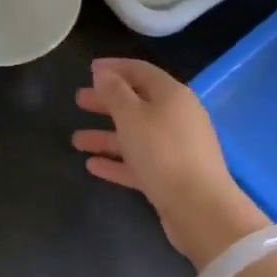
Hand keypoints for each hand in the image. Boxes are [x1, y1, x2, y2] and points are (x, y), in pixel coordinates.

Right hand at [73, 58, 267, 270]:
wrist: (200, 209)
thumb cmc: (163, 153)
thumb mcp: (132, 116)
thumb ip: (115, 92)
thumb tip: (104, 72)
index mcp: (172, 95)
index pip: (141, 71)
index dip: (115, 67)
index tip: (90, 69)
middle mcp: (176, 117)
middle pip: (137, 103)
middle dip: (107, 101)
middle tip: (79, 100)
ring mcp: (175, 148)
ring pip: (135, 135)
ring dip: (106, 135)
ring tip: (76, 140)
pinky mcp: (171, 176)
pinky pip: (139, 162)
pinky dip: (117, 161)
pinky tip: (92, 166)